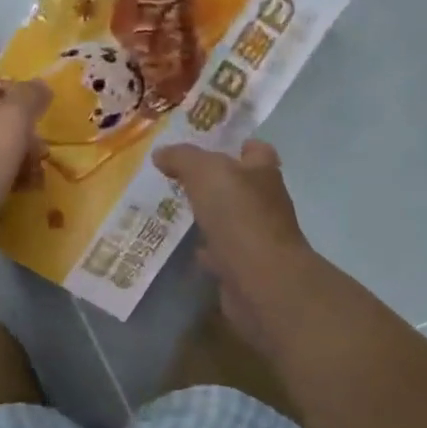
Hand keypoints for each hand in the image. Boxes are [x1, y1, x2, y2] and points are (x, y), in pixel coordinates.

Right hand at [152, 140, 325, 352]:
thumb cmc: (239, 217)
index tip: (208, 148)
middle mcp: (265, 202)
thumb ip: (183, 158)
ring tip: (176, 210)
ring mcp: (257, 237)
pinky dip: (206, 249)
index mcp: (262, 173)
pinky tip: (186, 247)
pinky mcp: (245, 266)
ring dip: (210, 216)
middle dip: (216, 182)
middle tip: (180, 179)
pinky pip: (222, 251)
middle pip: (241, 185)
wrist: (261, 281)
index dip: (236, 146)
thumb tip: (161, 153)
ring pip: (230, 219)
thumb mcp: (206, 173)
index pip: (256, 150)